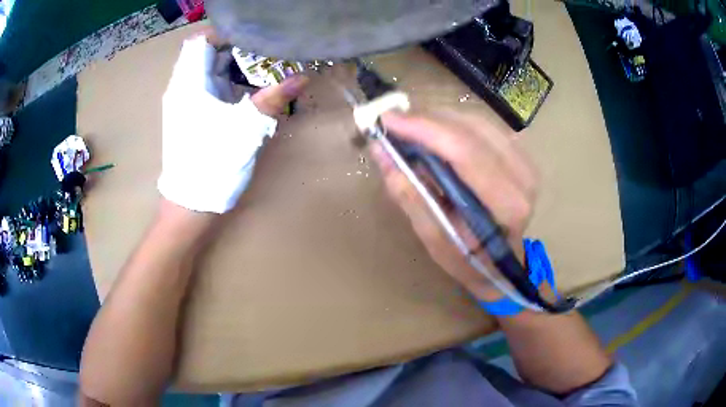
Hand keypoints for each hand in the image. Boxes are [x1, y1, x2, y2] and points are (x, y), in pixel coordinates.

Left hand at [158, 33, 308, 213]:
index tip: (252, 35)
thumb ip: (273, 99)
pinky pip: (204, 86)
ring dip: (230, 65)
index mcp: (189, 85)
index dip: (224, 33)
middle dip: (233, 47)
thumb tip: (301, 77)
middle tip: (263, 50)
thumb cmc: (213, 165)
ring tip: (258, 66)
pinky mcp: (187, 115)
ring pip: (204, 69)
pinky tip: (243, 90)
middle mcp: (181, 89)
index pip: (200, 41)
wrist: (191, 205)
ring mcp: (182, 103)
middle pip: (204, 53)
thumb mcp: (246, 129)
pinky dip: (224, 80)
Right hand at [370, 113, 537, 300]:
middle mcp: (523, 176)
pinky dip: (454, 123)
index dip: (425, 129)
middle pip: (471, 129)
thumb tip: (380, 150)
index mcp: (507, 204)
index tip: (388, 120)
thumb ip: (410, 194)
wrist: (502, 262)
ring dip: (439, 118)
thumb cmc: (469, 259)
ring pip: (477, 121)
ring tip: (410, 127)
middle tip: (393, 123)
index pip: (465, 152)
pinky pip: (482, 125)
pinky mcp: (520, 153)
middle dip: (427, 120)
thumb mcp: (434, 239)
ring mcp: (526, 161)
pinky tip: (435, 131)